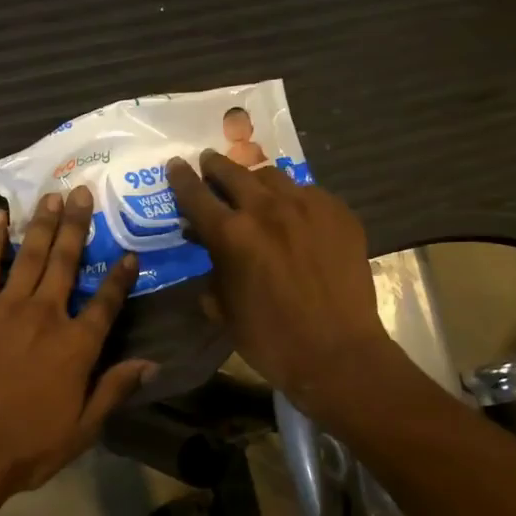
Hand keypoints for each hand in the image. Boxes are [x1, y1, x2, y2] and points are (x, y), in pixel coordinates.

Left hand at [0, 186, 154, 503]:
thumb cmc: (27, 446)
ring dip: (42, 224)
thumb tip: (151, 363)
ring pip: (30, 256)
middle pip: (66, 263)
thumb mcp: (83, 428)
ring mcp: (5, 308)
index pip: (106, 303)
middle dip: (77, 226)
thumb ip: (114, 390)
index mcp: (77, 346)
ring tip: (51, 196)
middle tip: (82, 193)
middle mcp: (46, 315)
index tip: (128, 253)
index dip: (120, 277)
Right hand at [167, 152, 401, 412]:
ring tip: (253, 189)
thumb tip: (207, 248)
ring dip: (255, 181)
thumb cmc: (269, 339)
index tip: (175, 165)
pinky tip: (294, 214)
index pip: (195, 194)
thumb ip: (211, 269)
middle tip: (209, 163)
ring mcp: (308, 207)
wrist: (336, 352)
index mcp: (230, 234)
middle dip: (216, 166)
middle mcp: (267, 209)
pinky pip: (309, 193)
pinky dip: (293, 199)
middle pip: (233, 173)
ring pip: (273, 177)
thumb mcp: (223, 307)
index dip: (181, 179)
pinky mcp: (339, 213)